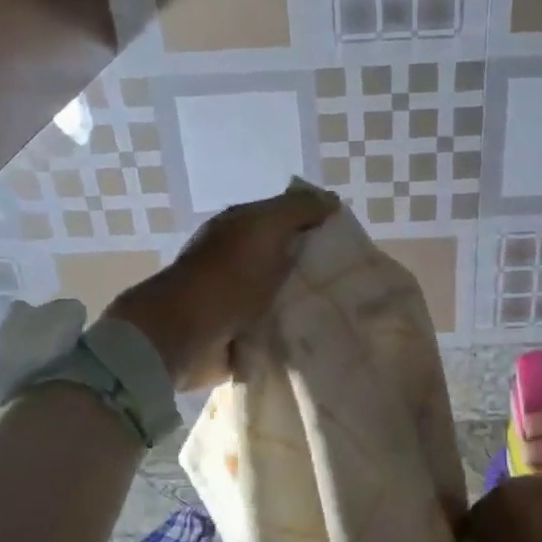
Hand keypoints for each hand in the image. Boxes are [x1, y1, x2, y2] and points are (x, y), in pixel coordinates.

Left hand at [105, 187, 337, 389]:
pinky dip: (296, 337)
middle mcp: (241, 264)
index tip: (352, 245)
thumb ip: (297, 210)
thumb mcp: (263, 228)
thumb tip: (331, 201)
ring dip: (310, 307)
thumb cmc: (226, 277)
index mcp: (242, 231)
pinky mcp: (244, 338)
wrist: (185, 336)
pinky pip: (279, 334)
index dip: (318, 228)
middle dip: (320, 272)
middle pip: (291, 263)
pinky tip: (322, 340)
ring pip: (287, 300)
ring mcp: (241, 303)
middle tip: (356, 285)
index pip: (288, 221)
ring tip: (345, 315)